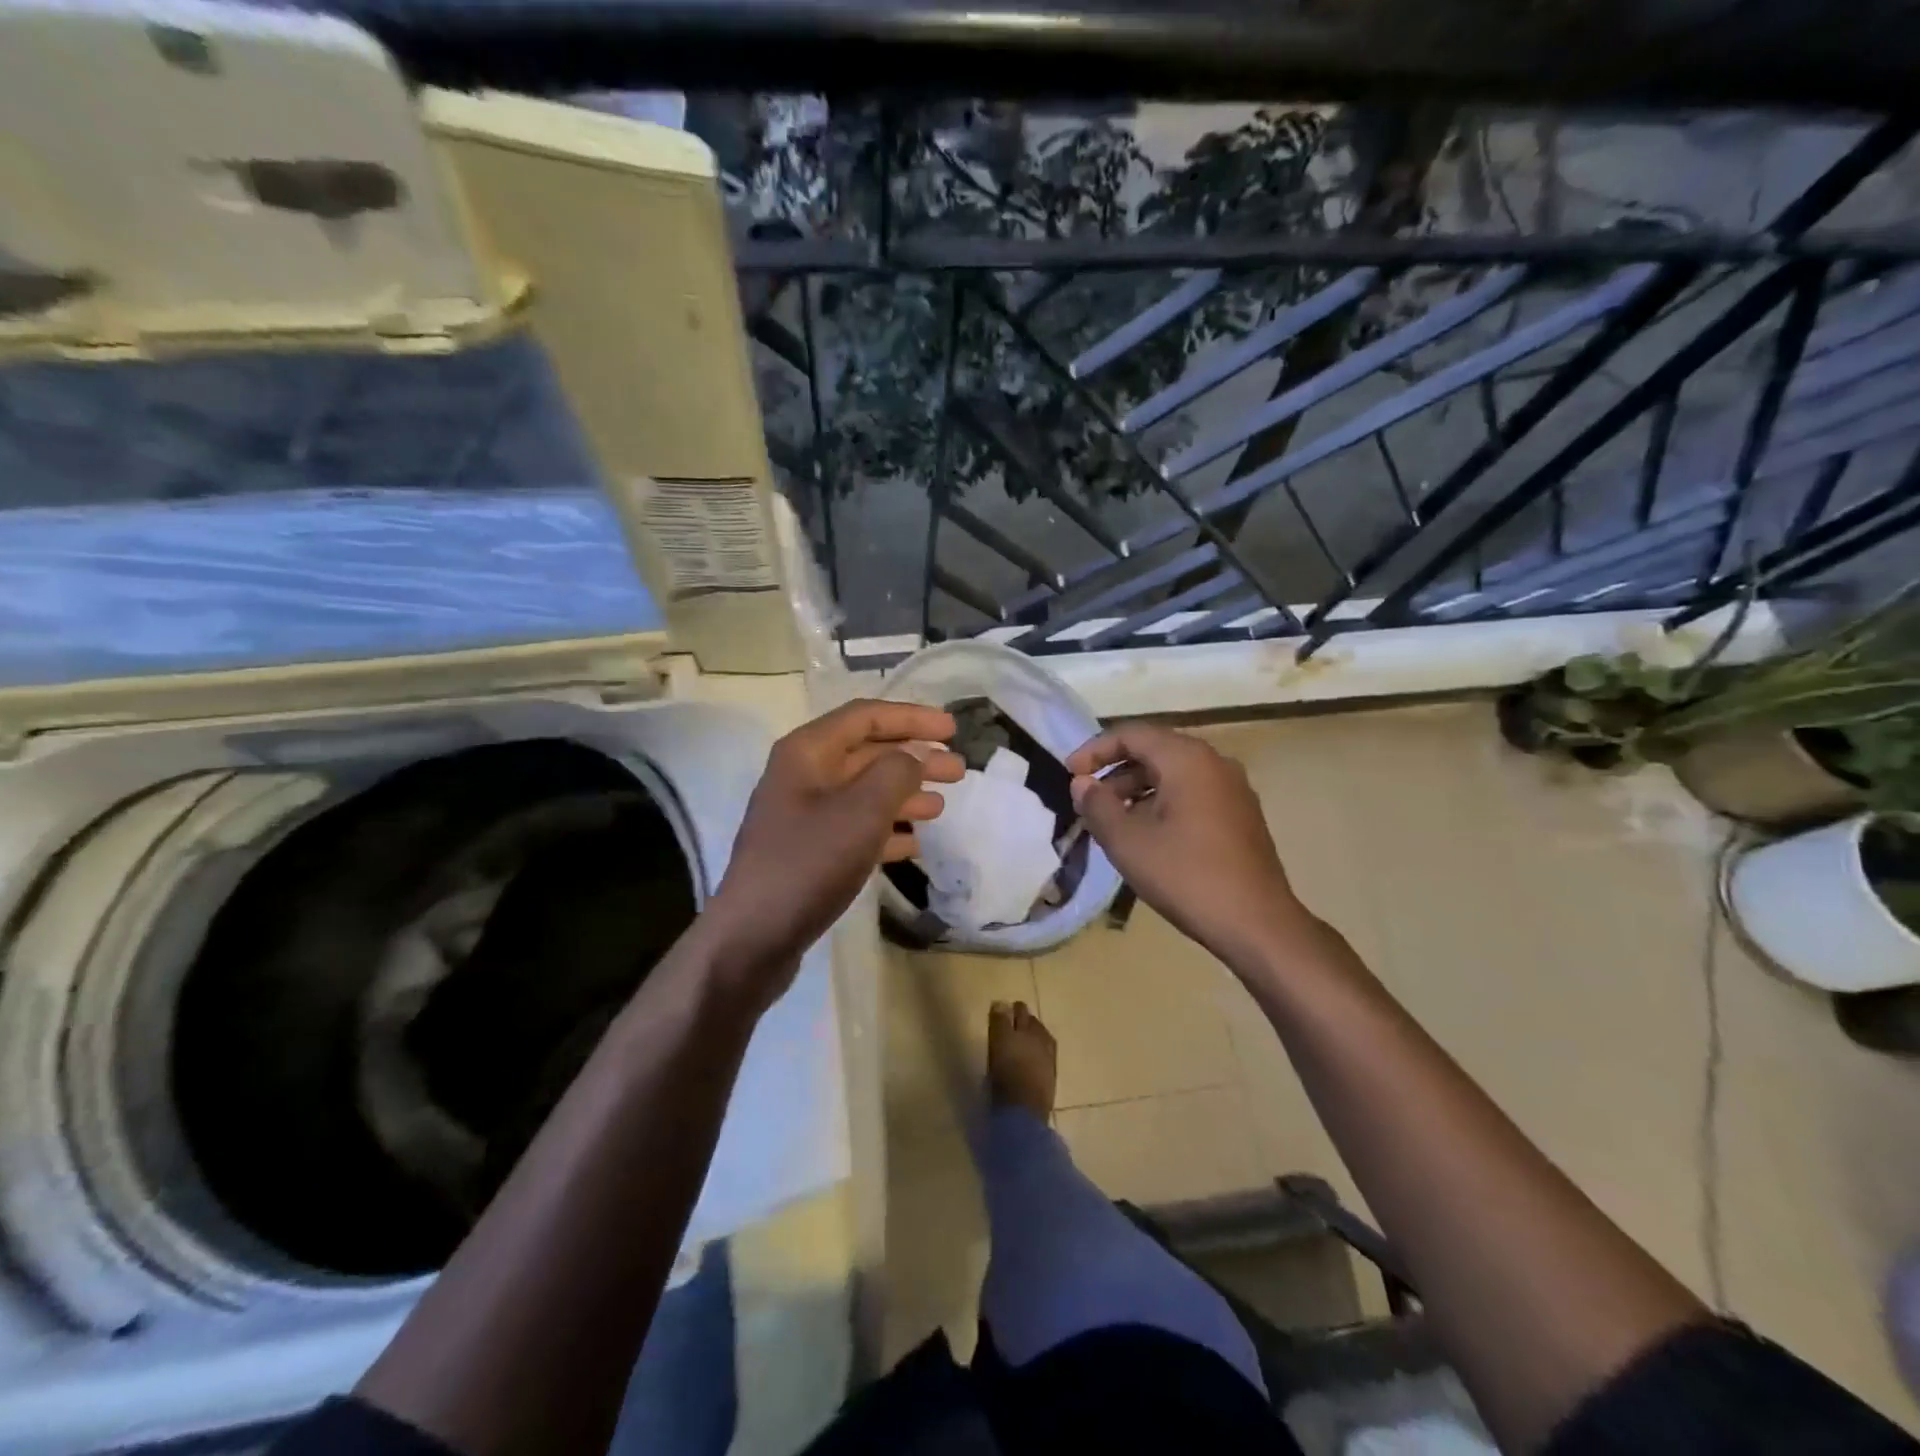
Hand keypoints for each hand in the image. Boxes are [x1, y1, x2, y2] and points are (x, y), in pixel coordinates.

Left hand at [703, 700, 963, 1006]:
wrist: (754, 937)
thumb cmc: (809, 863)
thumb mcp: (862, 811)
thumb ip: (896, 772)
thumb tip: (916, 753)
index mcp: (808, 751)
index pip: (866, 716)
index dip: (912, 717)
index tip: (952, 730)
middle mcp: (803, 774)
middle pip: (868, 753)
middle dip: (914, 758)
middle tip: (958, 771)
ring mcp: (804, 814)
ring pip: (864, 791)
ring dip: (905, 794)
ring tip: (941, 806)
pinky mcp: (808, 850)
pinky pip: (855, 826)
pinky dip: (886, 829)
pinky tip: (913, 844)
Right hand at [1066, 724, 1305, 965]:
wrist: (1257, 924)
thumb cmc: (1186, 876)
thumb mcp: (1127, 842)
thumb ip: (1097, 805)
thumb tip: (1082, 784)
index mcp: (1187, 759)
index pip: (1131, 734)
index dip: (1094, 750)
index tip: (1069, 775)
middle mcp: (1214, 763)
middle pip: (1154, 751)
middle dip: (1115, 772)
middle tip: (1088, 801)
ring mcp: (1233, 789)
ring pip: (1174, 774)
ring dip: (1137, 790)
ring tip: (1112, 822)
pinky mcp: (1241, 815)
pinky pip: (1193, 793)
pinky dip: (1162, 803)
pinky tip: (1147, 836)